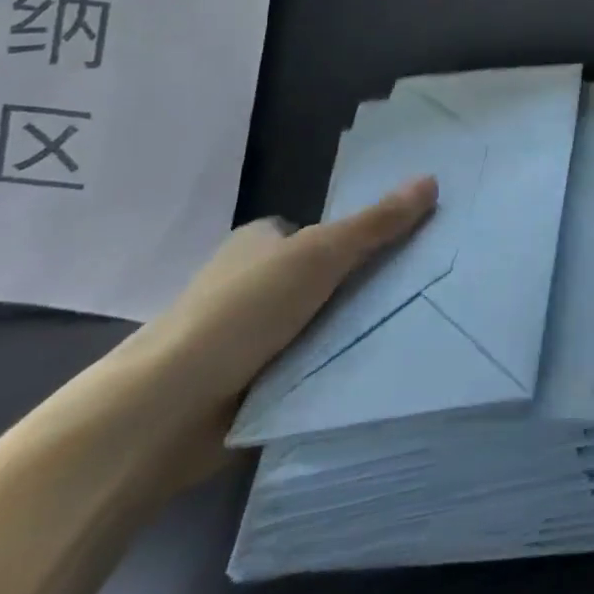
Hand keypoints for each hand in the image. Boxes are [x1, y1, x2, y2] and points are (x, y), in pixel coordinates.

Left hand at [118, 176, 438, 482]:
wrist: (162, 413)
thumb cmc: (240, 312)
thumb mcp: (319, 253)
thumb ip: (377, 222)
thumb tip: (431, 179)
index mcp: (260, 243)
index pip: (322, 231)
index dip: (363, 238)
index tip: (408, 249)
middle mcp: (251, 284)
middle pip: (326, 278)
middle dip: (363, 287)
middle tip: (420, 289)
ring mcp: (247, 338)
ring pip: (319, 324)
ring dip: (350, 332)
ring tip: (412, 329)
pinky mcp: (248, 386)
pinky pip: (307, 367)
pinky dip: (332, 369)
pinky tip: (372, 368)